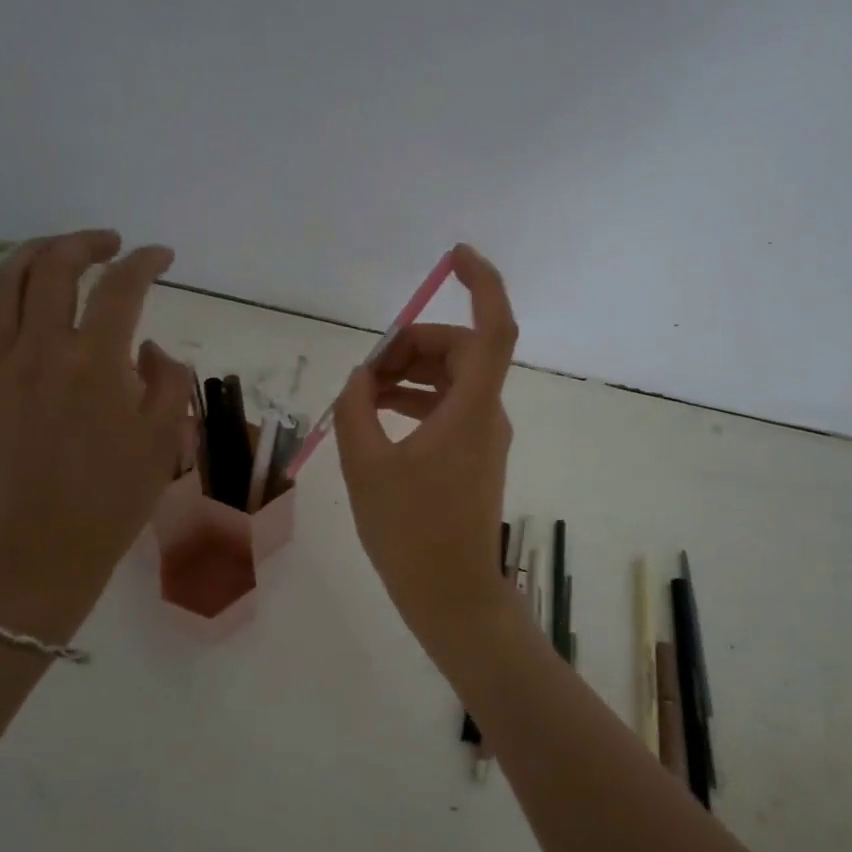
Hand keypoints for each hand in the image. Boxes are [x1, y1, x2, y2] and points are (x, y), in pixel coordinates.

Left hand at [0, 231, 189, 637]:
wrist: (40, 550)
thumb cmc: (112, 499)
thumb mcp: (164, 439)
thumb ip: (167, 379)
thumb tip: (146, 349)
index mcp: (96, 363)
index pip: (121, 288)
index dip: (145, 262)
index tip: (162, 257)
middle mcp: (43, 350)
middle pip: (54, 267)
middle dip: (87, 243)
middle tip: (112, 244)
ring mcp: (0, 366)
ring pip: (4, 283)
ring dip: (34, 254)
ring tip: (60, 251)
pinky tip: (11, 291)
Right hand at [333, 244, 519, 644]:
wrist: (452, 595)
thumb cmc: (411, 533)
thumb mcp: (367, 466)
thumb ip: (357, 409)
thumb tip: (361, 377)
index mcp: (471, 409)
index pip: (494, 328)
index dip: (483, 283)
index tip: (455, 256)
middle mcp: (487, 413)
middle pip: (461, 350)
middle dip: (412, 345)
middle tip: (366, 371)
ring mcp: (484, 435)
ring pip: (452, 378)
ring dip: (410, 373)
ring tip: (362, 393)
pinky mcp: (475, 455)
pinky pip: (448, 407)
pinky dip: (416, 400)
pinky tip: (378, 415)